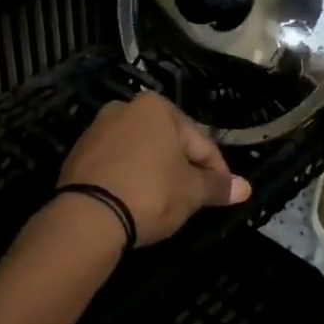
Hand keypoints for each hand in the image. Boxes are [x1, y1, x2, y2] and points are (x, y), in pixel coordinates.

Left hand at [58, 92, 251, 244]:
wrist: (88, 216)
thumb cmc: (151, 193)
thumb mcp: (192, 192)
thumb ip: (218, 186)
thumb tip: (245, 188)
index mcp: (155, 107)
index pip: (198, 140)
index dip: (216, 169)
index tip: (224, 193)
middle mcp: (124, 108)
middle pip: (167, 142)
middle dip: (183, 168)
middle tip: (195, 198)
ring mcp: (96, 130)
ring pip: (140, 152)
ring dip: (156, 173)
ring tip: (165, 202)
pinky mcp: (77, 154)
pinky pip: (115, 164)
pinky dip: (129, 178)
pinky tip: (135, 201)